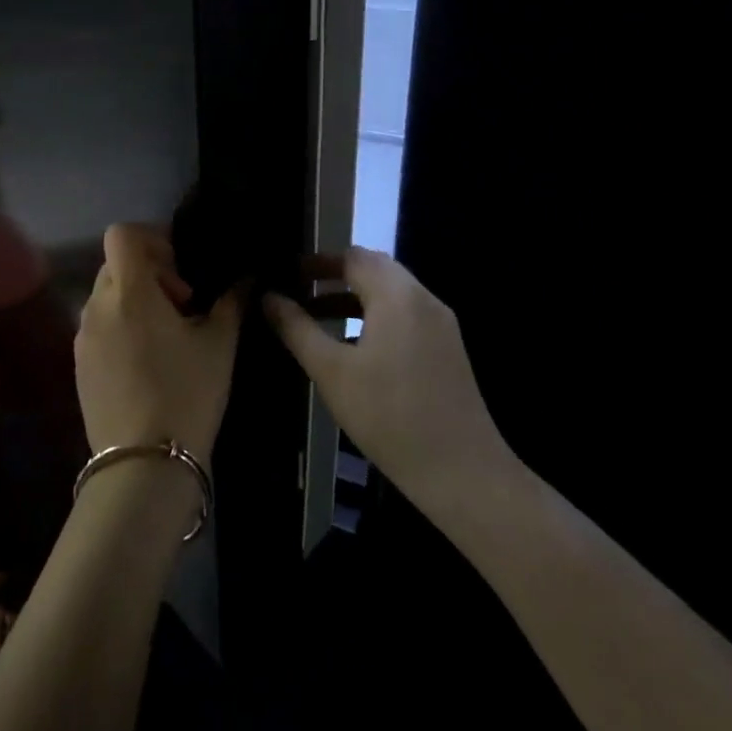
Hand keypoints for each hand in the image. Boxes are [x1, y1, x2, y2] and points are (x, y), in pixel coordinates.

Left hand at [74, 224, 241, 462]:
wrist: (144, 464)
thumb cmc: (187, 393)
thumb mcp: (219, 345)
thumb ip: (231, 302)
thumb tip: (246, 278)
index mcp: (128, 291)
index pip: (121, 234)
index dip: (150, 239)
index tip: (179, 268)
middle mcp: (96, 305)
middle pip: (115, 265)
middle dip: (148, 273)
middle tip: (182, 305)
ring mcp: (82, 337)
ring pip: (106, 297)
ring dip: (134, 302)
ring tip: (166, 338)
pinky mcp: (78, 365)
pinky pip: (98, 328)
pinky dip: (120, 329)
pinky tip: (146, 365)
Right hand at [264, 248, 517, 521]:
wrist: (463, 474)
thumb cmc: (390, 416)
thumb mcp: (331, 371)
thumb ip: (296, 328)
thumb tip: (268, 296)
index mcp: (397, 296)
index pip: (353, 257)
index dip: (317, 262)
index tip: (286, 274)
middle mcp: (423, 300)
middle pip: (374, 269)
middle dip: (334, 276)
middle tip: (298, 290)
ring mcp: (440, 325)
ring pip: (390, 293)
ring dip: (352, 297)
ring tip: (315, 317)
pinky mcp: (447, 349)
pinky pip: (404, 315)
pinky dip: (373, 316)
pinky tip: (351, 345)